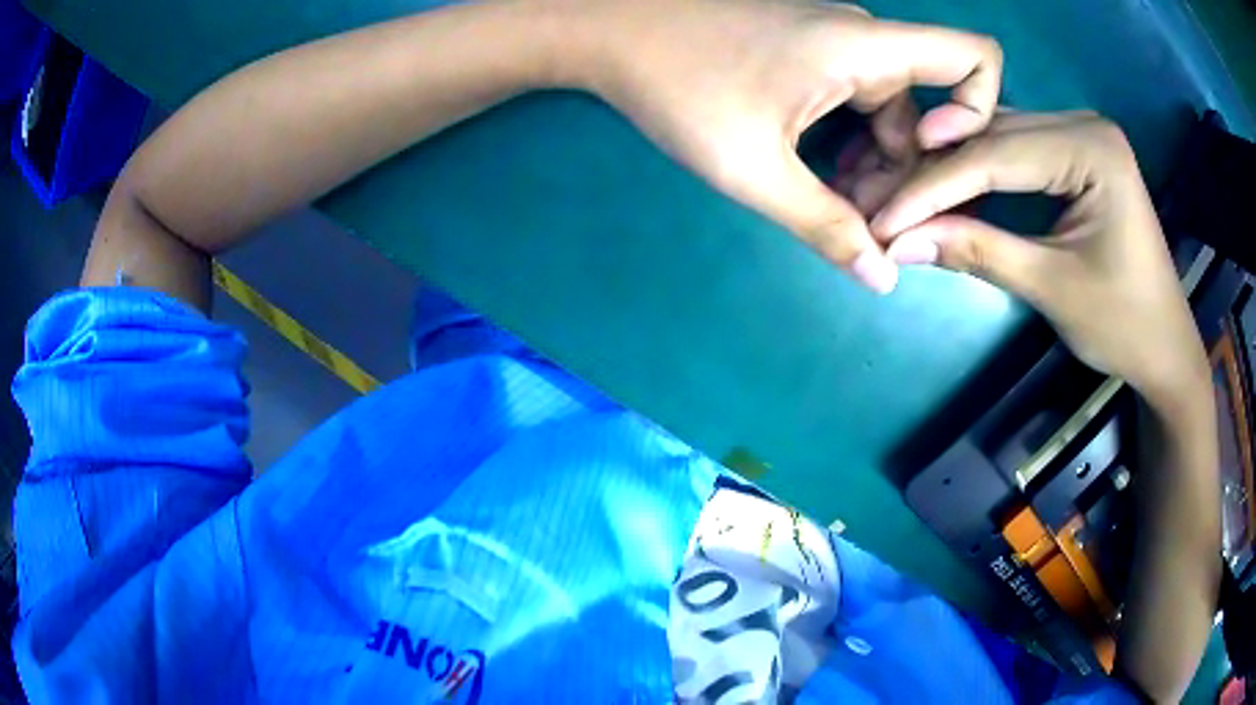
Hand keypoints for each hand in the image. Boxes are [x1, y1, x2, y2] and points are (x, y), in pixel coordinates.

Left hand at [560, 0, 1002, 293]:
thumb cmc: (680, 86)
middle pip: (929, 106)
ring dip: (876, 163)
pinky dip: (853, 141)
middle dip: (910, 169)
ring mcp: (837, 42)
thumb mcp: (754, 167)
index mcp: (867, 47)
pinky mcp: (812, 50)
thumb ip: (825, 225)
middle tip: (866, 222)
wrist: (614, 32)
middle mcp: (864, 38)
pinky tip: (822, 178)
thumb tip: (884, 278)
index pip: (974, 56)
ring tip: (838, 210)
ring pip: (892, 110)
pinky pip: (859, 100)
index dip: (977, 110)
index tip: (933, 155)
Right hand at [872, 111, 1209, 407]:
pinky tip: (942, 188)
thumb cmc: (1124, 325)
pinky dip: (977, 174)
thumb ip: (979, 253)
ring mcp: (1079, 135)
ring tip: (899, 197)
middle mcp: (1083, 124)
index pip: (995, 156)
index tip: (879, 219)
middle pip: (993, 139)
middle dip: (934, 176)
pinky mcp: (1074, 155)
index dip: (931, 188)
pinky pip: (1014, 153)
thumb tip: (897, 244)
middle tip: (879, 206)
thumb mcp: (1052, 288)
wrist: (1165, 348)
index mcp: (1091, 148)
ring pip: (997, 141)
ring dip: (950, 170)